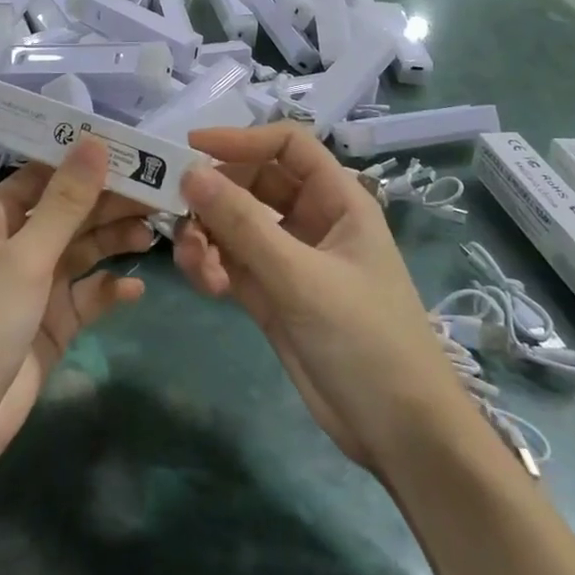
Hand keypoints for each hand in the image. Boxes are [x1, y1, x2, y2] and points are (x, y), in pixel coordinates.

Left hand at [0, 137, 152, 477]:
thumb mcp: (26, 257)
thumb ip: (66, 202)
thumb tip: (95, 141)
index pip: (44, 174)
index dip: (85, 161)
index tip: (132, 150)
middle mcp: (14, 243)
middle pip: (69, 211)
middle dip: (109, 202)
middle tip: (158, 194)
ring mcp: (34, 284)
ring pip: (82, 250)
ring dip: (114, 241)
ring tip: (153, 234)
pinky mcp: (52, 322)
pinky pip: (87, 295)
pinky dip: (109, 290)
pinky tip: (136, 289)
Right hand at [173, 124, 464, 474]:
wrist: (400, 435)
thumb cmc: (365, 339)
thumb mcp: (300, 277)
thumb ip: (242, 224)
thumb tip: (190, 173)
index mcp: (337, 200)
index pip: (287, 146)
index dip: (241, 139)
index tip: (191, 148)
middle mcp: (312, 221)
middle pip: (252, 183)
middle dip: (214, 194)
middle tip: (174, 209)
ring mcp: (290, 259)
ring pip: (235, 225)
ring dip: (207, 235)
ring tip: (192, 261)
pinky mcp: (272, 295)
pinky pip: (231, 262)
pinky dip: (211, 266)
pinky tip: (205, 285)